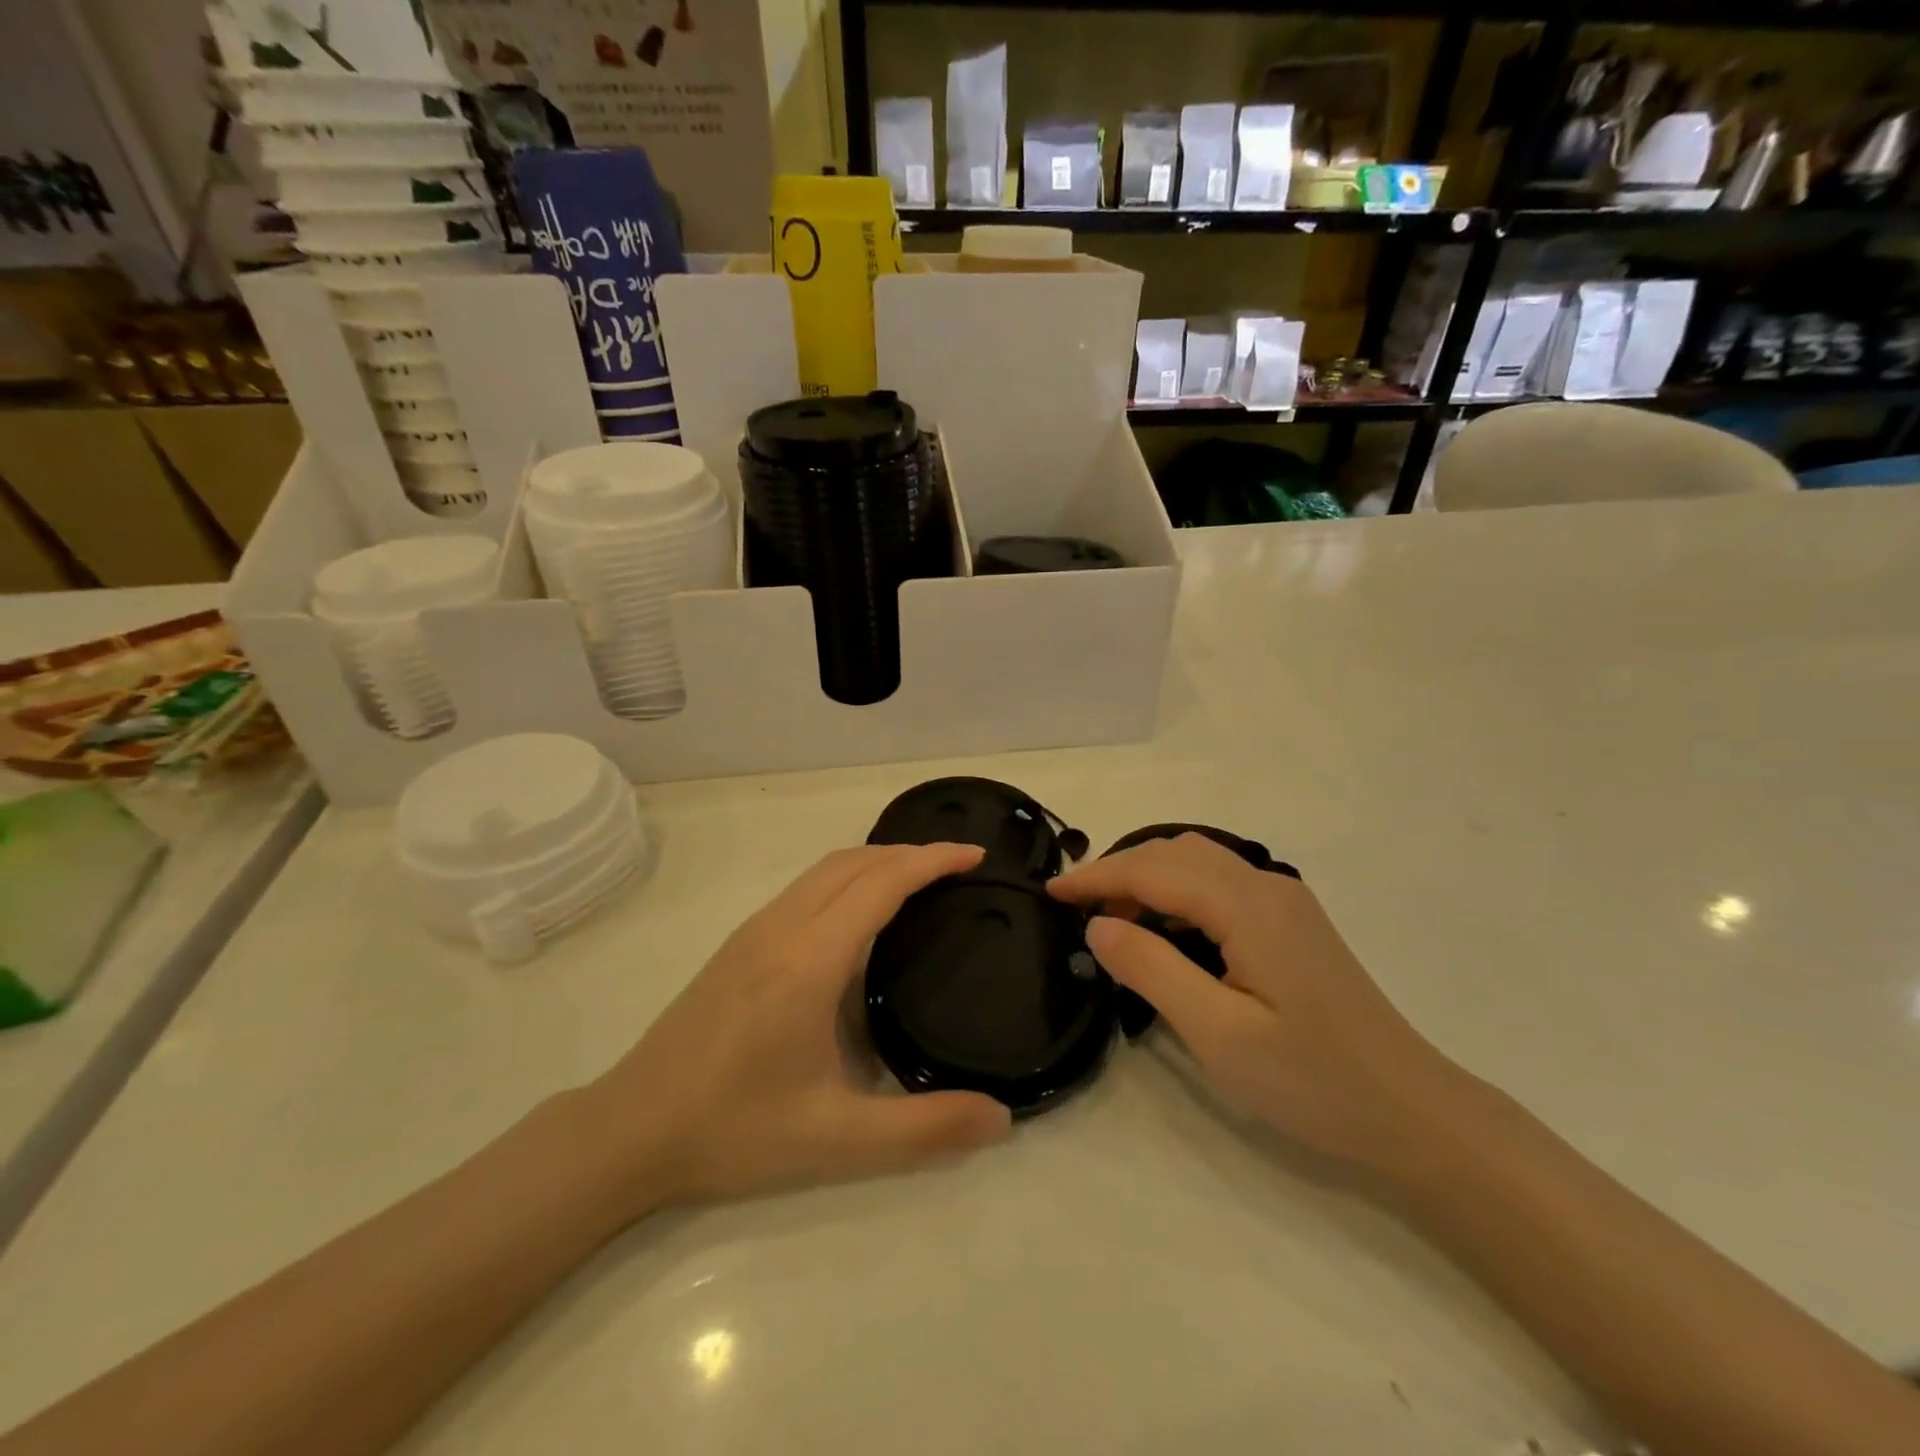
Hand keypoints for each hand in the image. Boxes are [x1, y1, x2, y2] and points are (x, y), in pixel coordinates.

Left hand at [593, 843, 1010, 1208]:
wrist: (630, 1130)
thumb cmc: (735, 1130)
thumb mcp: (838, 1139)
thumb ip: (925, 1129)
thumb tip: (1002, 1119)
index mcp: (810, 959)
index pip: (882, 882)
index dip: (932, 859)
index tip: (976, 855)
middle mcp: (782, 928)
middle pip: (854, 861)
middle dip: (910, 852)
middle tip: (958, 868)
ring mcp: (754, 931)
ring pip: (825, 869)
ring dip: (877, 861)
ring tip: (919, 882)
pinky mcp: (738, 944)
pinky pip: (806, 887)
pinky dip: (848, 877)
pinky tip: (859, 916)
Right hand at [1048, 834, 1469, 1174]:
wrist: (1413, 1114)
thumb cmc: (1312, 1081)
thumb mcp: (1217, 1032)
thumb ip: (1151, 968)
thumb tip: (1097, 925)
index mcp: (1248, 905)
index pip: (1153, 870)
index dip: (1096, 876)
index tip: (1049, 892)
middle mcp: (1267, 886)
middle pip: (1176, 853)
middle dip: (1119, 871)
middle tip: (1077, 910)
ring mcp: (1285, 902)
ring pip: (1199, 864)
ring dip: (1148, 880)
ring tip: (1111, 920)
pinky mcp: (1292, 924)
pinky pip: (1220, 887)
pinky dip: (1178, 895)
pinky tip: (1164, 930)